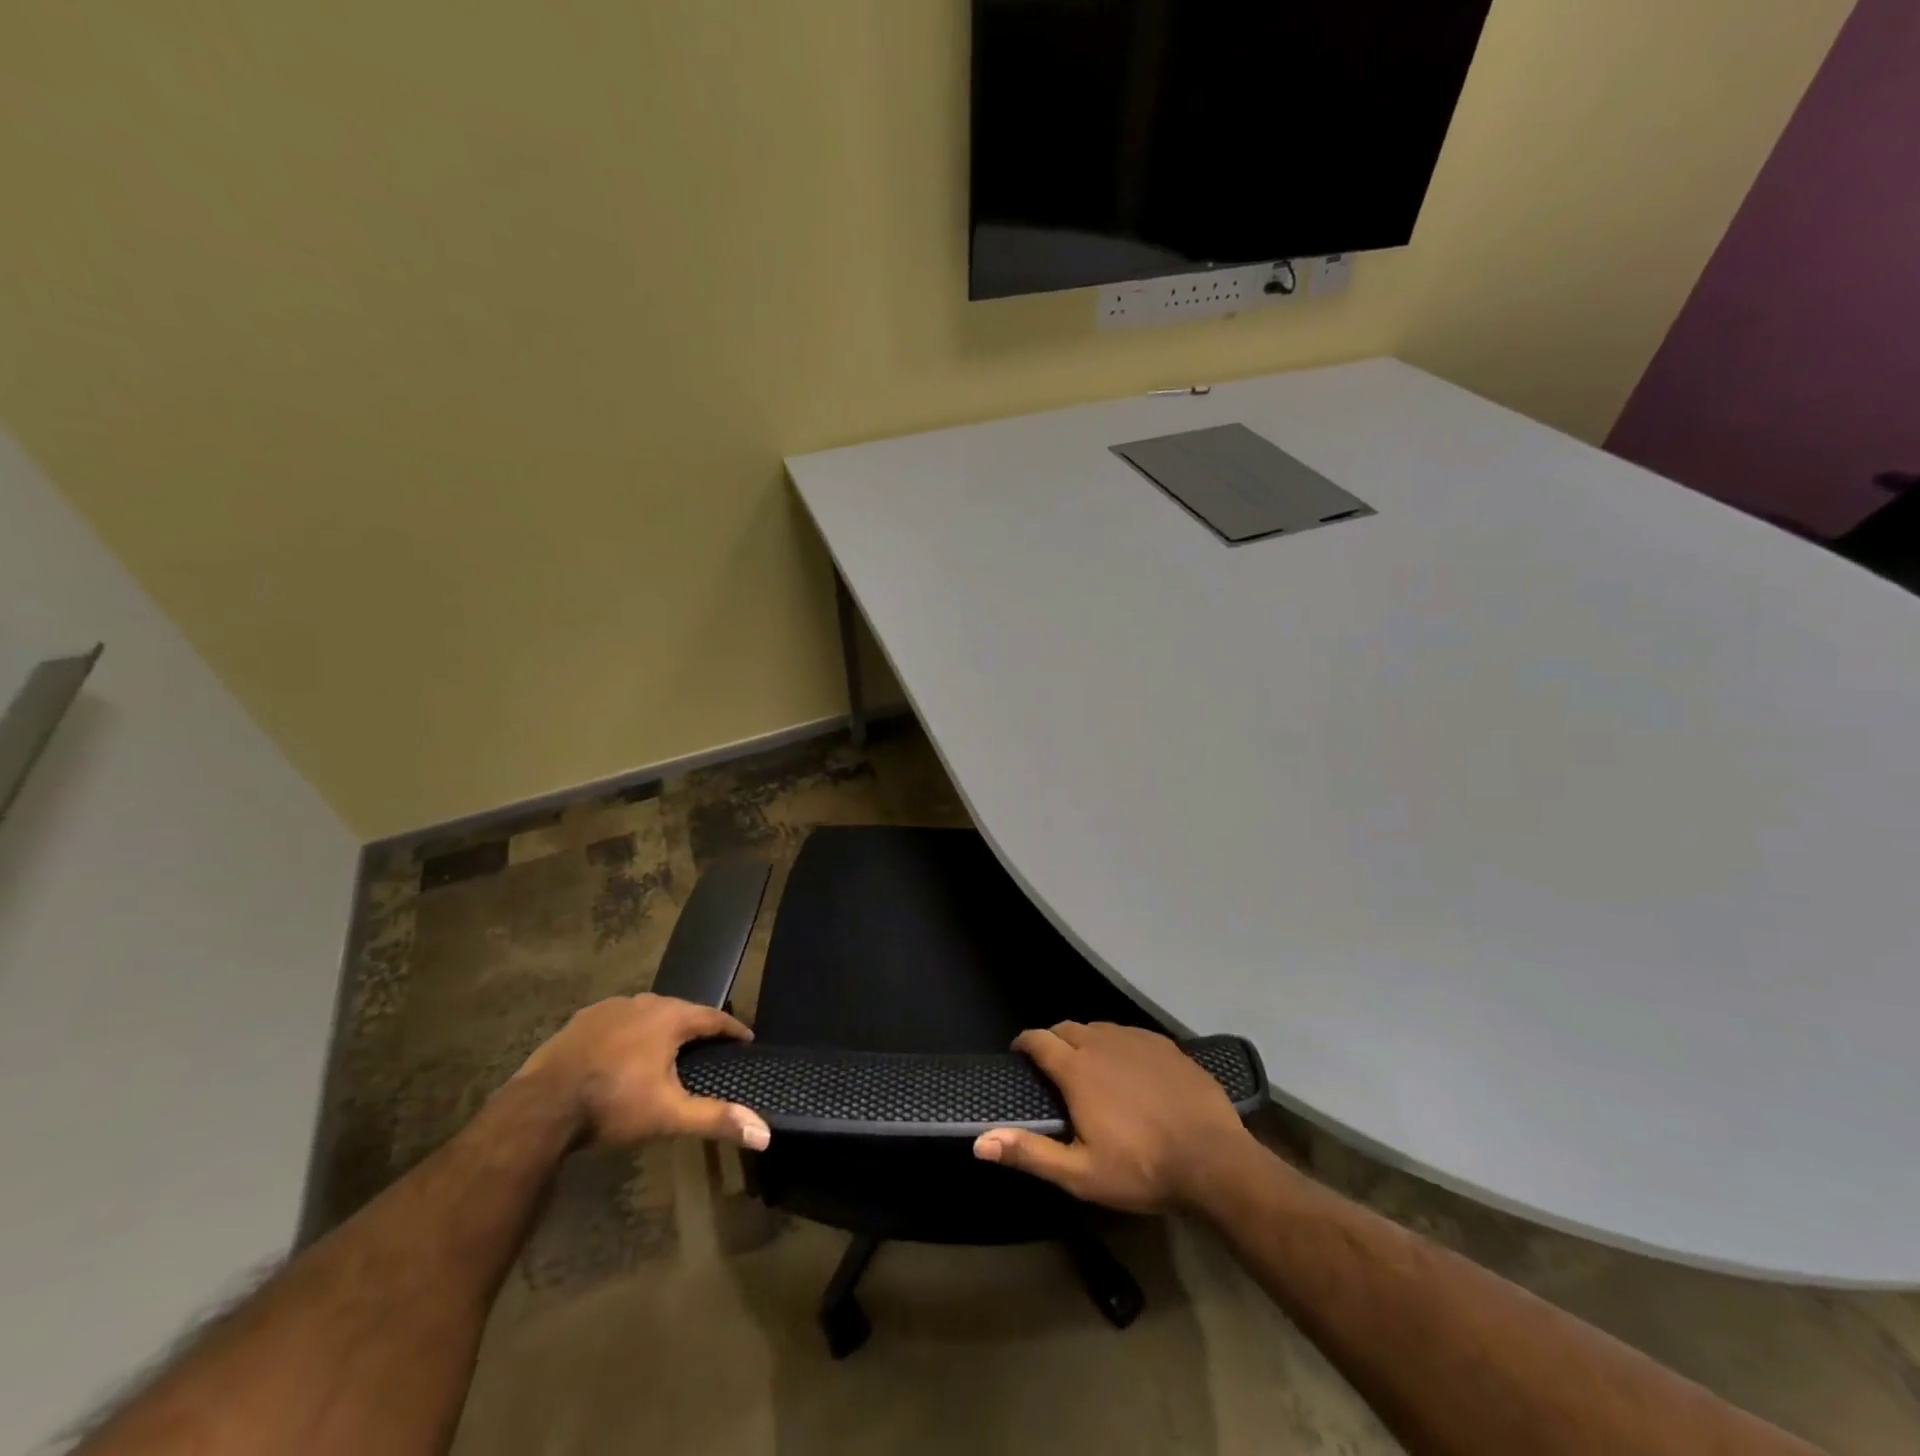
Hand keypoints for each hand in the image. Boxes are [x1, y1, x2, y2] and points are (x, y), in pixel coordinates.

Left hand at [515, 994, 770, 1150]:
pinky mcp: (582, 1019)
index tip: (745, 1039)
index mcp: (670, 1018)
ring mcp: (610, 1008)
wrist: (540, 1108)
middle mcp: (644, 1002)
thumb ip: (716, 1119)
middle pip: (681, 1010)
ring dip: (661, 1027)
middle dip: (696, 1027)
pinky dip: (629, 1031)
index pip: (713, 1017)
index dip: (732, 1029)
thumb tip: (765, 1134)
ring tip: (667, 1049)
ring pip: (647, 1012)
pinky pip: (618, 1019)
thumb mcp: (669, 1115)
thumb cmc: (613, 1106)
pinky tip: (623, 1051)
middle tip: (708, 1046)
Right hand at [973, 1021, 1251, 1212]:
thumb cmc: (1141, 1168)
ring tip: (1088, 1066)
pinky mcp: (1165, 1045)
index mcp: (1077, 1068)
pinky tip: (1128, 1069)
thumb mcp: (1080, 1174)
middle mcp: (1102, 1042)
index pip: (1039, 1040)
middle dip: (1053, 1040)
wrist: (1213, 1160)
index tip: (1018, 1055)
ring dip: (1085, 1041)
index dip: (1024, 1043)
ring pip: (1099, 1029)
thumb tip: (980, 1142)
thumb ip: (1029, 1153)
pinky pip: (1130, 1035)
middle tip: (1052, 1066)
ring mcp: (1136, 1039)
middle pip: (1066, 1028)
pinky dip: (1118, 1045)